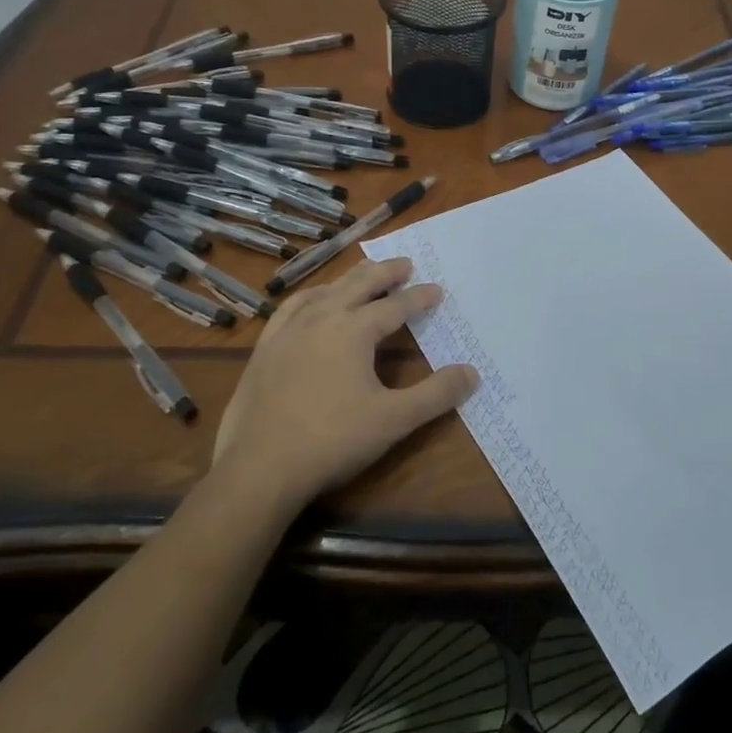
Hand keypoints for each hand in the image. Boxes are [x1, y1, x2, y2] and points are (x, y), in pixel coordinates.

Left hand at [204, 258, 477, 515]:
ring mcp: (288, 330)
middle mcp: (322, 318)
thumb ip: (436, 394)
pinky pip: (291, 308)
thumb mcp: (394, 420)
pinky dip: (311, 296)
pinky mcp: (265, 348)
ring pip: (325, 291)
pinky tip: (313, 302)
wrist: (259, 469)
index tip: (437, 290)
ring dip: (350, 279)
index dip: (419, 298)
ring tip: (364, 276)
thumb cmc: (332, 441)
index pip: (396, 306)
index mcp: (354, 329)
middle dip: (386, 272)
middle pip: (359, 284)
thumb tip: (472, 372)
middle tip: (405, 264)